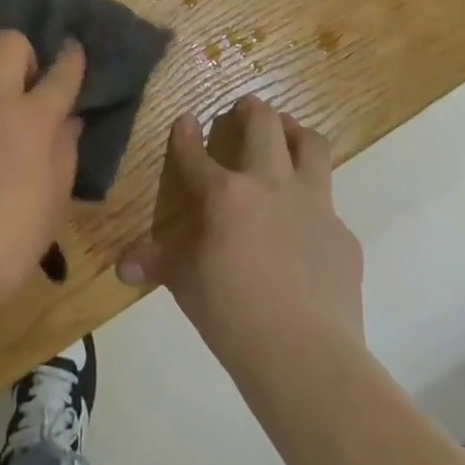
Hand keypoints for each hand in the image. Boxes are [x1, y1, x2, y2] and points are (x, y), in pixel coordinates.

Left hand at [0, 31, 84, 301]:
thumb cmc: (14, 236)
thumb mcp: (56, 198)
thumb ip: (65, 151)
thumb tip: (69, 122)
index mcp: (35, 118)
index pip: (62, 73)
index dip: (70, 57)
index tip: (70, 47)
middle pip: (9, 43)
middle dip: (20, 53)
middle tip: (20, 79)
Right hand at [118, 98, 364, 363]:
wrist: (307, 357)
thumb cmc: (233, 315)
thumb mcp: (187, 285)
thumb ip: (158, 264)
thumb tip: (122, 267)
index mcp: (226, 194)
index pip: (197, 153)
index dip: (187, 134)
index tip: (185, 119)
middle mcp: (271, 185)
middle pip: (265, 125)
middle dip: (252, 109)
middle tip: (244, 107)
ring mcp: (314, 206)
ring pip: (311, 146)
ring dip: (296, 132)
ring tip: (287, 133)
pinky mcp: (343, 235)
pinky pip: (329, 204)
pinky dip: (314, 202)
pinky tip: (306, 225)